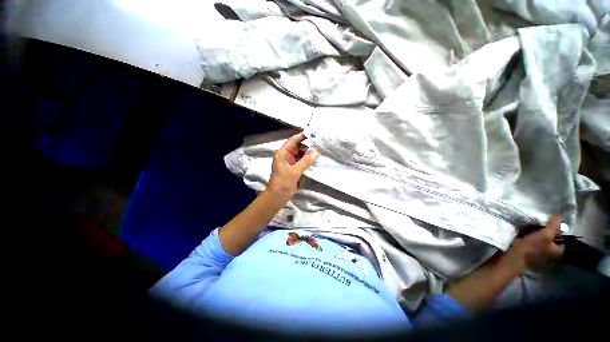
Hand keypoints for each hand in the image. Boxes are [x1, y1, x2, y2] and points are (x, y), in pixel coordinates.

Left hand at [267, 132, 319, 197]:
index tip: (313, 133)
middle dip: (308, 146)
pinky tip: (316, 159)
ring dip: (309, 153)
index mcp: (283, 153)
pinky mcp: (295, 168)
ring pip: (302, 154)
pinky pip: (303, 161)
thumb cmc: (282, 182)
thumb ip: (305, 161)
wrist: (278, 196)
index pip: (293, 141)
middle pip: (299, 147)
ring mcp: (291, 162)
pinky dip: (309, 160)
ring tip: (320, 151)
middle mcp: (287, 156)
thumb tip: (316, 152)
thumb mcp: (294, 171)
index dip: (302, 136)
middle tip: (320, 144)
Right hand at [504, 216, 564, 270]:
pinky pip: (534, 239)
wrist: (513, 257)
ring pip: (542, 237)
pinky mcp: (530, 250)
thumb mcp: (545, 235)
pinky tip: (526, 230)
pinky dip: (531, 234)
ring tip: (532, 224)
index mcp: (559, 250)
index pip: (563, 236)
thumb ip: (553, 226)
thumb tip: (559, 216)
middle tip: (540, 221)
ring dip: (538, 231)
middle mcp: (552, 251)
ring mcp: (541, 251)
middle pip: (552, 237)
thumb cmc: (532, 248)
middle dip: (547, 229)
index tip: (551, 220)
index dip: (558, 228)